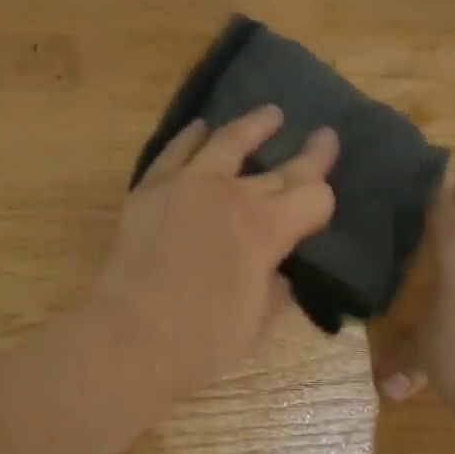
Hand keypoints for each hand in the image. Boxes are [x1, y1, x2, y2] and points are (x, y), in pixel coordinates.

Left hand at [90, 105, 337, 395]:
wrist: (129, 337)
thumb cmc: (201, 341)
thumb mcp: (257, 321)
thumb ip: (274, 287)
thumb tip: (276, 270)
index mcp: (267, 228)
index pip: (313, 197)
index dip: (324, 198)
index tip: (325, 199)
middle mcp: (233, 194)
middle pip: (281, 169)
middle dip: (310, 153)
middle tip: (324, 135)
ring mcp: (189, 184)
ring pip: (228, 140)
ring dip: (254, 124)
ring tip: (271, 113)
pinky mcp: (152, 188)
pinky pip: (176, 151)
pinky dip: (192, 136)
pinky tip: (200, 127)